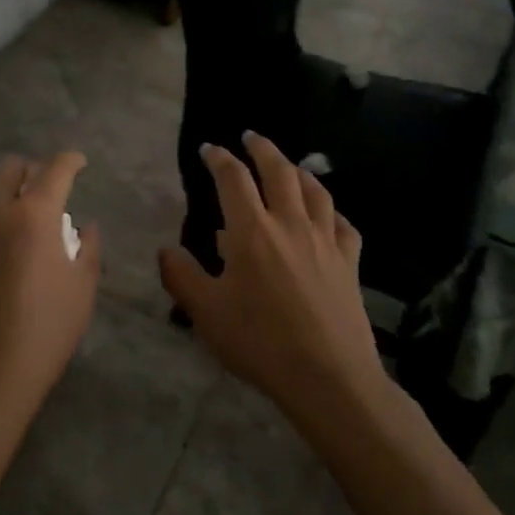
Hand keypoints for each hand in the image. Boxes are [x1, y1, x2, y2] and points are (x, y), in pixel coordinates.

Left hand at [0, 153, 100, 438]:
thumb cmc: (43, 334)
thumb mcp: (82, 291)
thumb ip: (89, 249)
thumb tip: (85, 227)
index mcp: (32, 215)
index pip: (54, 169)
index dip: (70, 160)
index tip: (80, 163)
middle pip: (10, 169)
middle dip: (32, 170)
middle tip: (50, 192)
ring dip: (9, 194)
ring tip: (27, 222)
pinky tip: (4, 251)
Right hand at [159, 131, 385, 426]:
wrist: (329, 377)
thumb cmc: (260, 342)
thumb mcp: (206, 312)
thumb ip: (181, 276)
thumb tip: (166, 249)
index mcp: (251, 230)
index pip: (233, 178)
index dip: (219, 158)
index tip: (209, 149)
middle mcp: (290, 223)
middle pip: (279, 170)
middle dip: (262, 148)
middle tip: (251, 136)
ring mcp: (325, 241)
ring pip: (315, 191)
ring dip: (299, 170)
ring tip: (290, 165)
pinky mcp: (349, 263)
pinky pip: (343, 225)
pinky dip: (332, 212)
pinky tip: (328, 216)